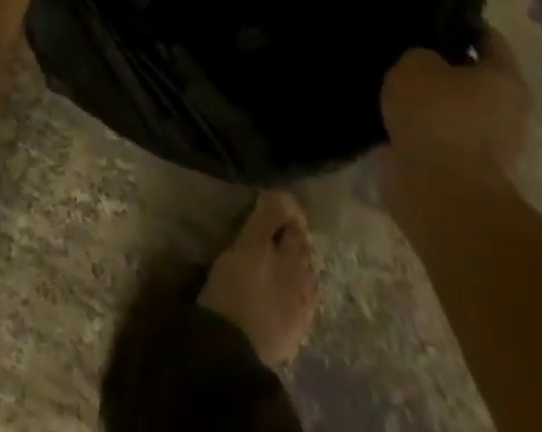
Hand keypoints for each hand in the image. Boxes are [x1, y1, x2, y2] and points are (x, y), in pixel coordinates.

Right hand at [197, 190, 317, 368]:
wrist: (232, 349)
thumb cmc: (240, 287)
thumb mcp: (250, 244)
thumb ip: (268, 217)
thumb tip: (283, 191)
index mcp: (301, 261)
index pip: (297, 224)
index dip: (283, 207)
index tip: (263, 194)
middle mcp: (308, 285)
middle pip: (299, 249)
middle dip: (284, 232)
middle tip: (259, 218)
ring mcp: (301, 312)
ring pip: (294, 273)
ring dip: (282, 257)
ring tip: (260, 247)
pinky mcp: (288, 331)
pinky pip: (288, 294)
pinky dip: (279, 280)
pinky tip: (265, 280)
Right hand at [377, 27, 529, 212]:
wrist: (440, 191)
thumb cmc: (438, 115)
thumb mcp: (417, 63)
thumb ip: (421, 55)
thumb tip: (425, 64)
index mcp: (504, 79)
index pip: (487, 38)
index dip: (459, 22)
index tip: (428, 13)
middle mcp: (505, 111)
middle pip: (470, 75)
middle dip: (440, 62)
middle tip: (402, 46)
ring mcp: (486, 144)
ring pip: (451, 106)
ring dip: (427, 97)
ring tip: (387, 78)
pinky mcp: (460, 167)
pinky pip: (436, 133)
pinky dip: (417, 123)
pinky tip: (386, 109)